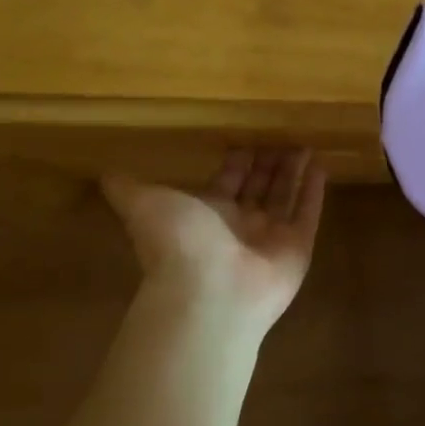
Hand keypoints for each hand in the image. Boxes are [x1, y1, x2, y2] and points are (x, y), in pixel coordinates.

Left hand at [103, 149, 326, 339]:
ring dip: (294, 171)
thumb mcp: (145, 204)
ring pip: (285, 196)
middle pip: (258, 186)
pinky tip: (321, 164)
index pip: (227, 180)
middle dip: (269, 161)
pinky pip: (308, 214)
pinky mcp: (297, 248)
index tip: (247, 135)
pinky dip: (314, 191)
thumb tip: (103, 173)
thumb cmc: (178, 243)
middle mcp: (239, 224)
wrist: (209, 293)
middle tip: (282, 133)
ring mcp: (270, 238)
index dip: (237, 159)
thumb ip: (127, 188)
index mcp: (207, 213)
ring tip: (305, 142)